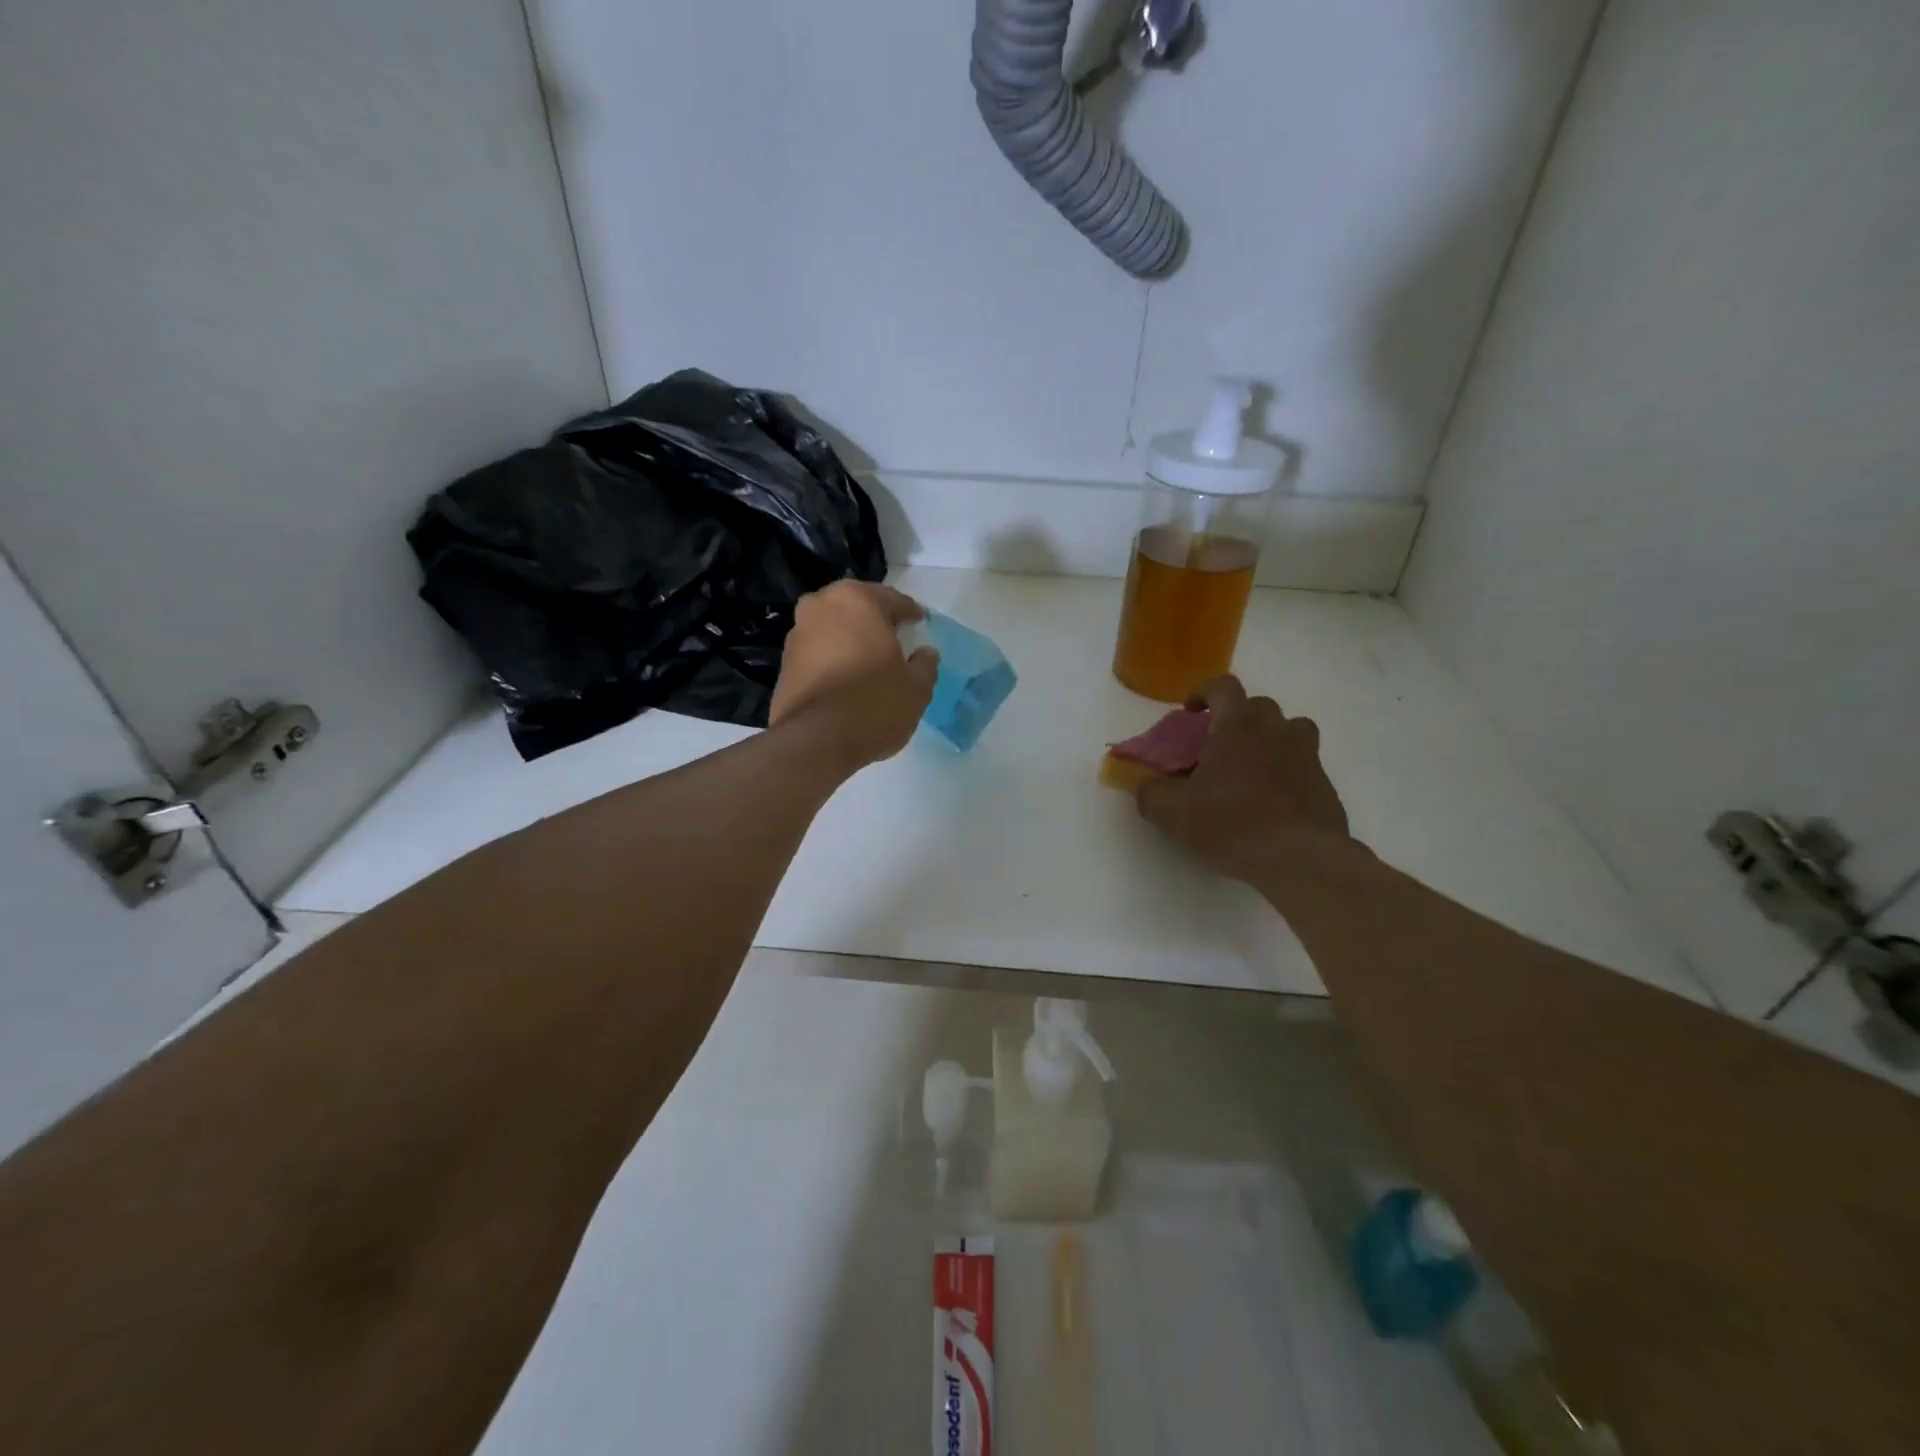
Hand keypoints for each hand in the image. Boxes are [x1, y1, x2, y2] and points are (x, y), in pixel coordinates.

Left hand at [769, 581, 937, 769]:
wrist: (815, 741)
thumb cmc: (874, 704)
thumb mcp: (916, 688)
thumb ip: (925, 665)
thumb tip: (925, 653)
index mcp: (857, 600)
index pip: (892, 599)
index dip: (909, 612)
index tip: (920, 622)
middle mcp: (821, 606)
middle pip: (856, 607)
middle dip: (875, 620)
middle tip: (893, 636)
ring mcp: (797, 634)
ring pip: (832, 628)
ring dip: (850, 639)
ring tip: (868, 660)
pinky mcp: (784, 663)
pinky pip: (817, 652)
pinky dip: (832, 659)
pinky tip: (846, 679)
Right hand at [1136, 675, 1351, 880]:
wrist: (1300, 859)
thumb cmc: (1231, 823)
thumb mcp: (1172, 812)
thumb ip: (1151, 793)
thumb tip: (1146, 787)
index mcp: (1238, 725)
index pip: (1222, 686)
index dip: (1203, 692)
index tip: (1190, 712)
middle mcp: (1276, 729)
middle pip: (1258, 706)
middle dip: (1236, 720)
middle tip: (1217, 748)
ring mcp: (1307, 755)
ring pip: (1289, 731)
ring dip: (1269, 740)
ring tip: (1250, 769)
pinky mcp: (1325, 785)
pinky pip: (1303, 766)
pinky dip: (1286, 774)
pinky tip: (1271, 803)